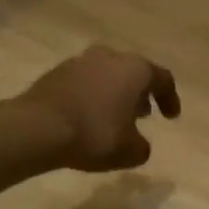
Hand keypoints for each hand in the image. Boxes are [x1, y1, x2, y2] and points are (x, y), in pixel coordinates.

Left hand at [20, 46, 180, 171]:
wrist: (37, 128)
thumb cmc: (94, 134)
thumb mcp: (129, 151)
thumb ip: (141, 147)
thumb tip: (138, 144)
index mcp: (135, 69)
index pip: (163, 79)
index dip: (170, 99)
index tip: (171, 118)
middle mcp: (109, 57)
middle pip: (132, 72)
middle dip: (140, 93)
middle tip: (143, 115)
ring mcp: (80, 61)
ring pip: (106, 75)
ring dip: (114, 94)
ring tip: (114, 117)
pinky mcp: (56, 72)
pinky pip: (84, 82)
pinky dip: (91, 97)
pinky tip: (87, 117)